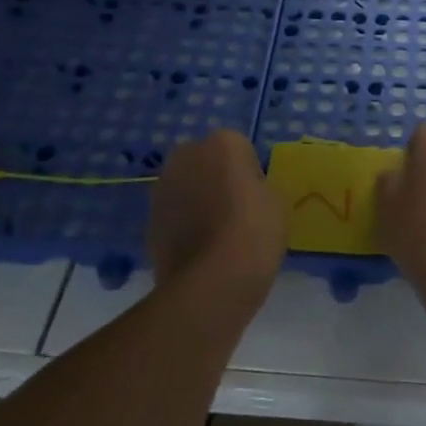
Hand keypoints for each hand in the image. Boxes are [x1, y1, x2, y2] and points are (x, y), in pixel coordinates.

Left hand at [148, 132, 285, 296]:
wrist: (210, 283)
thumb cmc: (253, 231)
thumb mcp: (276, 201)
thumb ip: (259, 187)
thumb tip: (246, 192)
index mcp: (222, 143)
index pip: (240, 149)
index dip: (250, 173)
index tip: (257, 197)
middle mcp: (186, 156)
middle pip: (207, 162)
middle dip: (217, 179)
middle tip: (237, 211)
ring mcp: (162, 189)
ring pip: (187, 188)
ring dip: (197, 201)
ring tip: (218, 235)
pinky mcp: (149, 221)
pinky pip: (174, 216)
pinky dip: (184, 227)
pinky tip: (201, 252)